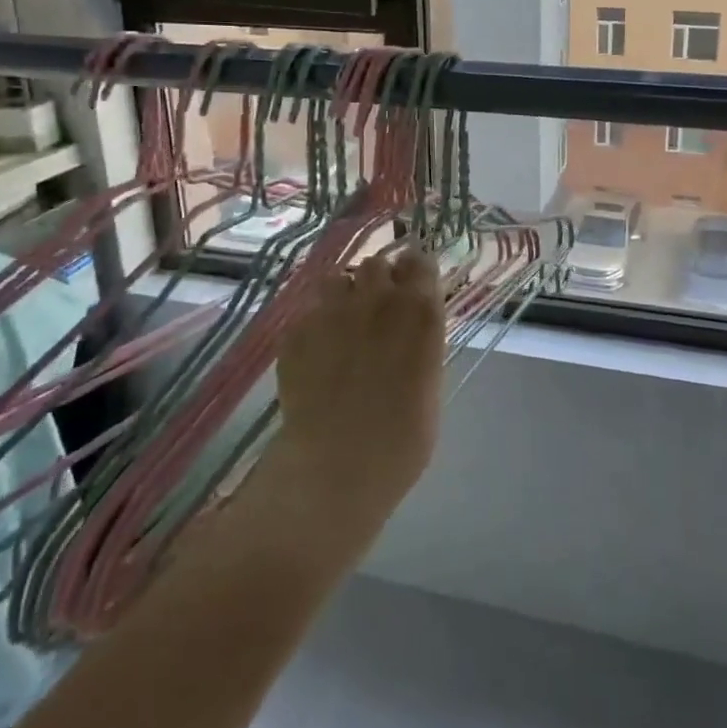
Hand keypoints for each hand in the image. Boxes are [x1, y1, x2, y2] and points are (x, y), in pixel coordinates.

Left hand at [269, 247, 446, 531]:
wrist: (337, 466)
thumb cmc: (403, 440)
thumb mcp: (430, 384)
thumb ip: (420, 344)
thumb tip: (410, 335)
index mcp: (420, 310)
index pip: (419, 261)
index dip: (415, 271)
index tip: (412, 285)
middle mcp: (378, 298)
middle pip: (376, 263)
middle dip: (378, 280)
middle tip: (377, 309)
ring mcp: (332, 310)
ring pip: (336, 278)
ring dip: (343, 294)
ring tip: (341, 324)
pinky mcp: (296, 330)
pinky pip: (307, 312)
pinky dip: (313, 324)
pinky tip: (314, 353)